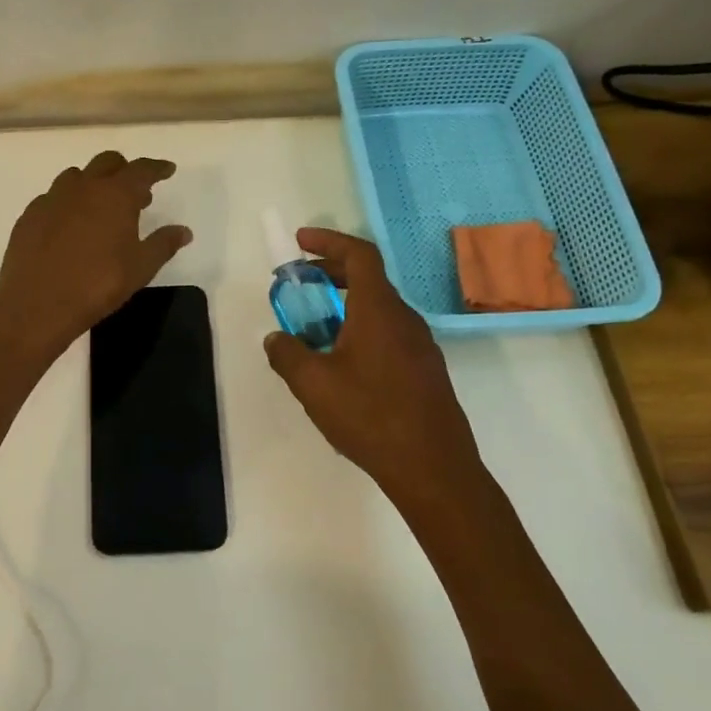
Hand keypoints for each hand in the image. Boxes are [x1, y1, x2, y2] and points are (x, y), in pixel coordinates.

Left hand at [0, 151, 192, 361]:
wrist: (37, 304)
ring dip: (93, 183)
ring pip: (76, 176)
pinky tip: (69, 225)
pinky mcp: (30, 215)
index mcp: (115, 195)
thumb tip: (184, 231)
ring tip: (101, 207)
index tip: (167, 170)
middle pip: (107, 163)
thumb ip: (163, 244)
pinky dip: (67, 202)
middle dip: (124, 170)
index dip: (157, 168)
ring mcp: (52, 198)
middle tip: (136, 192)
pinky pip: (53, 197)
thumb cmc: (98, 284)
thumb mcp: (140, 268)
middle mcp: (83, 187)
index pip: (141, 169)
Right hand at [263, 228, 477, 492]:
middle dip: (332, 273)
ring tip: (315, 331)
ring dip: (345, 306)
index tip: (299, 242)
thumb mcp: (313, 385)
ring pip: (379, 309)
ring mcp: (420, 345)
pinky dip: (361, 330)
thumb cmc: (370, 417)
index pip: (359, 254)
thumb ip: (287, 354)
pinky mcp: (426, 370)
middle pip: (369, 278)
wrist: (434, 469)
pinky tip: (343, 366)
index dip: (329, 240)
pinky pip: (389, 334)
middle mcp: (404, 318)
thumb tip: (276, 338)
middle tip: (300, 284)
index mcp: (378, 310)